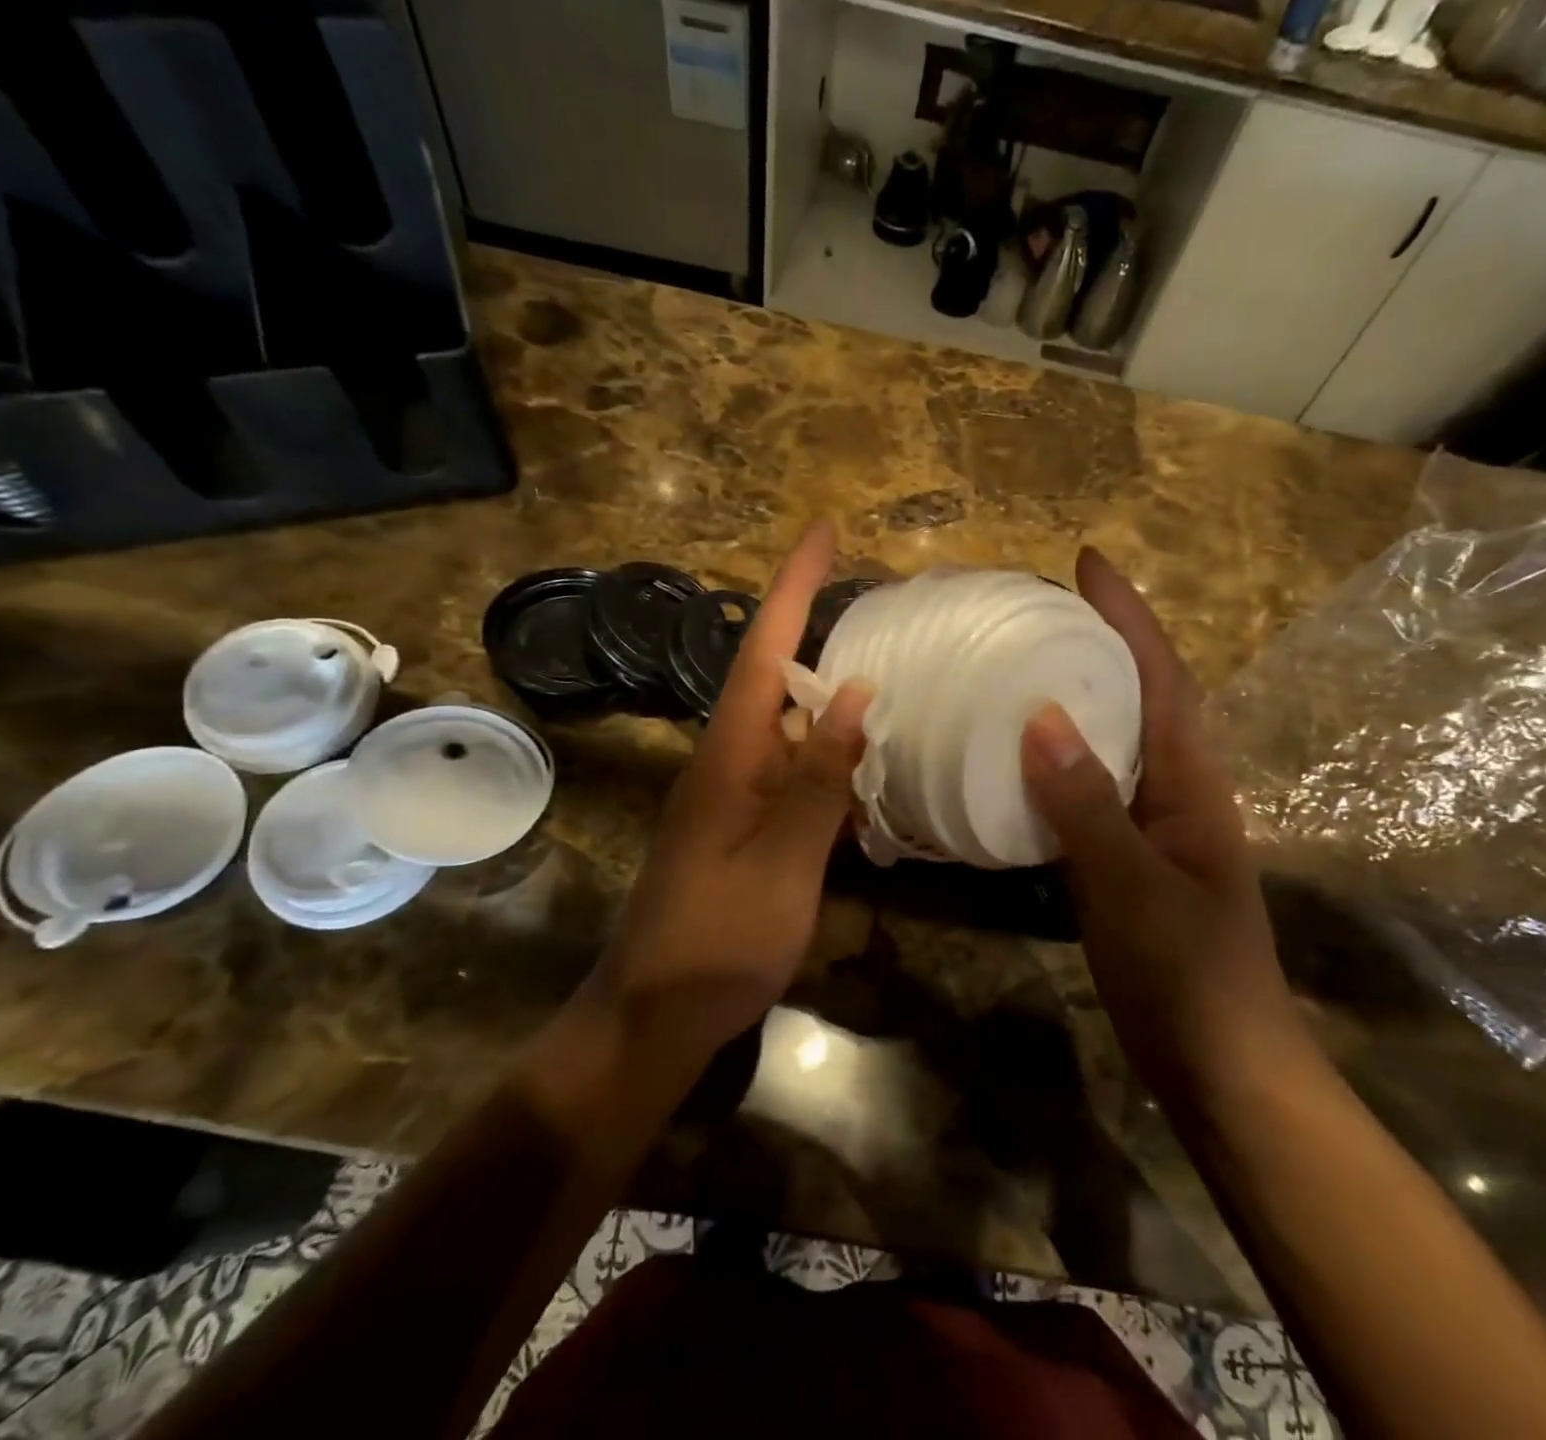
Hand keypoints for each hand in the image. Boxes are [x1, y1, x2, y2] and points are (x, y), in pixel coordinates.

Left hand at [587, 524, 874, 1060]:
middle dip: (816, 624)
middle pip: (774, 676)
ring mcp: (735, 794)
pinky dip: (829, 755)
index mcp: (730, 755)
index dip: (793, 587)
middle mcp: (728, 760)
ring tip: (889, 666)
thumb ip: (819, 778)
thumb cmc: (718, 940)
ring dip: (829, 692)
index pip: (763, 651)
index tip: (822, 531)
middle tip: (876, 597)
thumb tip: (858, 692)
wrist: (656, 1014)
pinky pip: (793, 771)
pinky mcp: (745, 825)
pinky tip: (867, 764)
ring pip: (788, 725)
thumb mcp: (783, 862)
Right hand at [1020, 548, 1304, 1093]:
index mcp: (1190, 783)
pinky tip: (1017, 759)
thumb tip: (1039, 715)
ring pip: (1114, 741)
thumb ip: (1086, 804)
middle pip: (1140, 696)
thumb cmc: (1187, 975)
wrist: (1222, 1066)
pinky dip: (1057, 758)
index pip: (1160, 677)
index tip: (1085, 563)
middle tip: (1039, 609)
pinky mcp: (1128, 857)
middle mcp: (1175, 790)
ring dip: (1079, 695)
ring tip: (1022, 665)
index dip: (1126, 616)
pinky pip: (1089, 787)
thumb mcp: (1131, 887)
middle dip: (1101, 641)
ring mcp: (1152, 825)